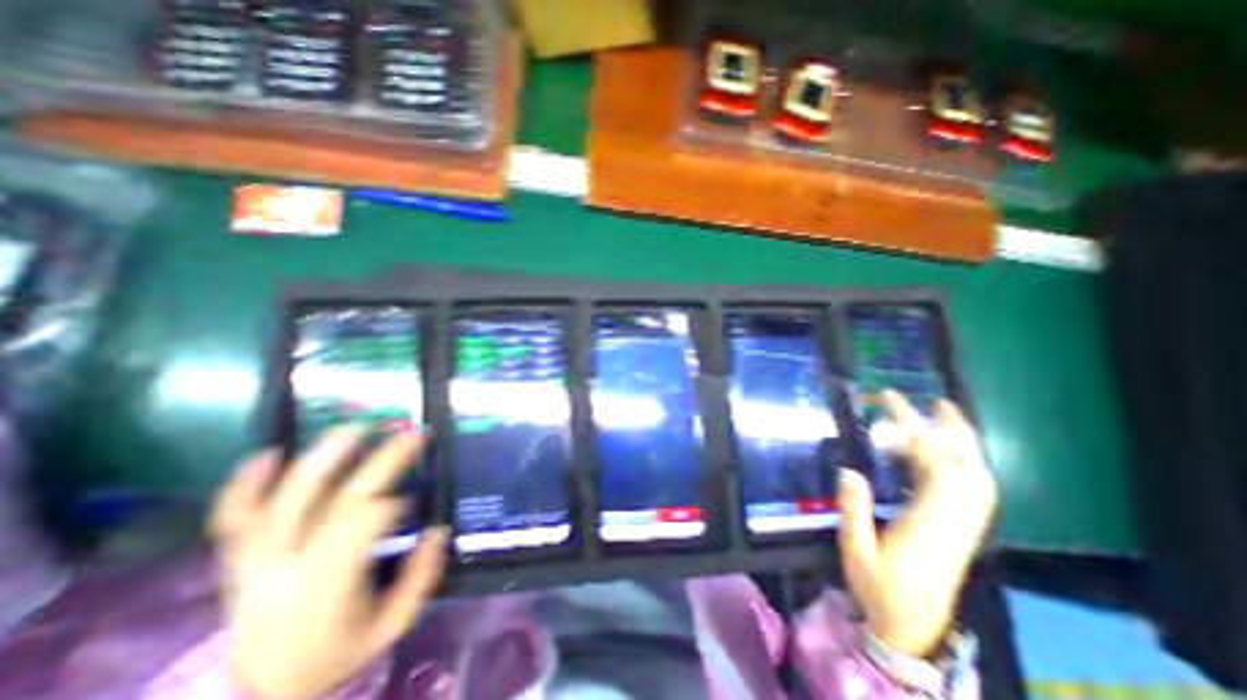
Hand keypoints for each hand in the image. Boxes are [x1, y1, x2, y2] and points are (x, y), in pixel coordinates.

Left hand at [210, 428, 453, 698]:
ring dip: (321, 458)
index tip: (413, 496)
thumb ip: (421, 578)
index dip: (392, 501)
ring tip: (355, 427)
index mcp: (330, 584)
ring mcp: (256, 560)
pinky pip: (232, 518)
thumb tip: (438, 529)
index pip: (364, 524)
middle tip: (410, 433)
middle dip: (381, 461)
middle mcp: (289, 565)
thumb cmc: (338, 654)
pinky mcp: (237, 559)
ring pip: (284, 499)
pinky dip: (244, 484)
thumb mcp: (393, 625)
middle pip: (338, 499)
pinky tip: (269, 453)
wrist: (260, 696)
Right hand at [832, 390, 1000, 658]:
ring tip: (945, 417)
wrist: (912, 629)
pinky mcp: (963, 532)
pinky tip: (948, 454)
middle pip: (967, 468)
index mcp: (929, 524)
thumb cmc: (879, 589)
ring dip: (964, 444)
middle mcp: (955, 521)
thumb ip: (854, 510)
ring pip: (978, 478)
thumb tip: (849, 470)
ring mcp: (964, 528)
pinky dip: (966, 464)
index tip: (890, 404)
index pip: (933, 465)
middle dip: (952, 430)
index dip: (916, 430)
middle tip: (935, 401)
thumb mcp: (856, 551)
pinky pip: (975, 491)